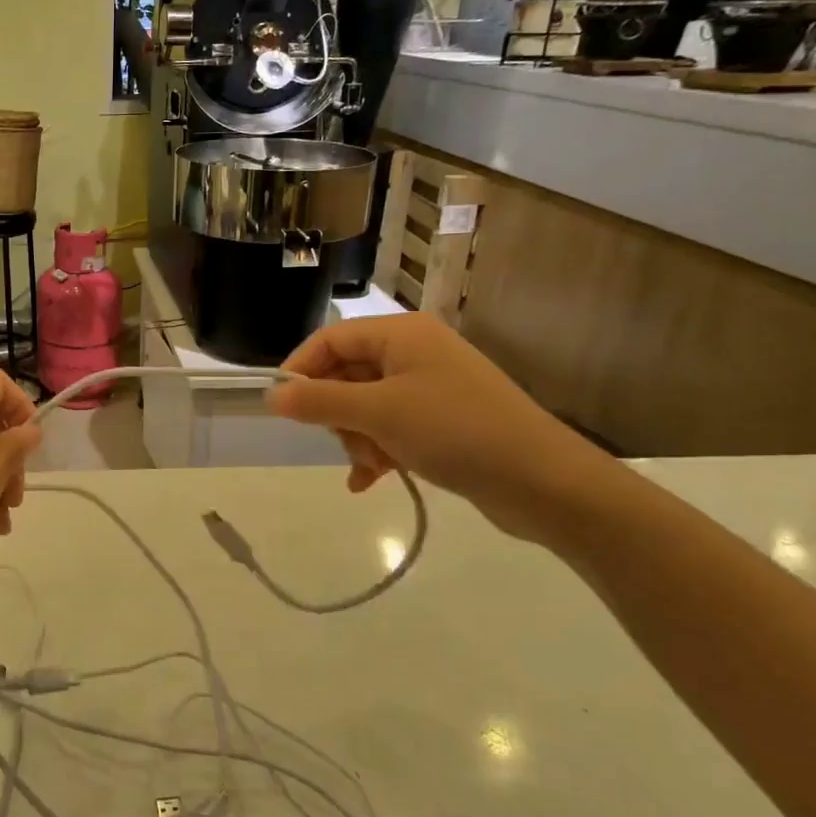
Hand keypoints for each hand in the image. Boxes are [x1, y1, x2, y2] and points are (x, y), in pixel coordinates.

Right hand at [264, 314, 612, 541]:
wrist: (544, 482)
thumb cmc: (455, 431)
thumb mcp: (378, 414)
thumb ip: (319, 401)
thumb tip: (271, 395)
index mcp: (401, 334)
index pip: (330, 339)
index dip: (301, 370)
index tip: (281, 408)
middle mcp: (415, 352)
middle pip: (347, 373)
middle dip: (337, 413)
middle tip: (343, 443)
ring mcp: (431, 386)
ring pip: (367, 405)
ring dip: (359, 438)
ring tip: (372, 468)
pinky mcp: (444, 419)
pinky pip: (392, 426)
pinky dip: (378, 449)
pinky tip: (370, 481)